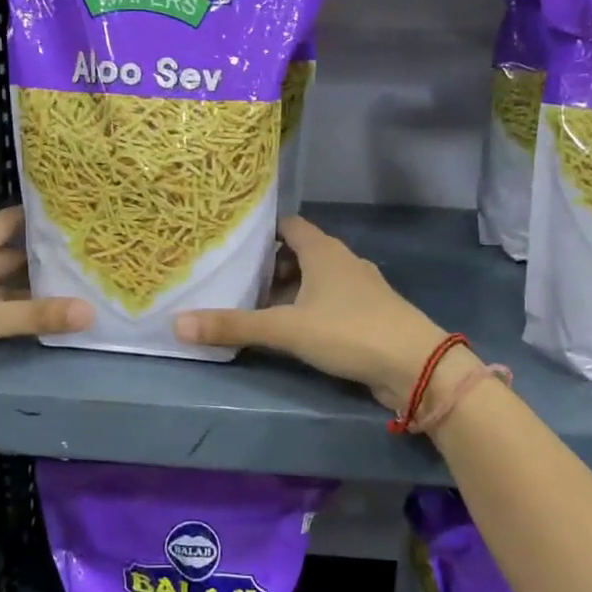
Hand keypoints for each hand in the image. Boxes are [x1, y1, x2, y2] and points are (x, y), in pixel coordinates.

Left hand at [0, 206, 91, 396]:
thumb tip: (91, 311)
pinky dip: (12, 311)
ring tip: (77, 290)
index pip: (13, 221)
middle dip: (45, 259)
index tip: (81, 219)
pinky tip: (39, 319)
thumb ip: (35, 315)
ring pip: (0, 284)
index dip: (44, 219)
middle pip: (10, 254)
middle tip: (91, 261)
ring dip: (30, 289)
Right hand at [175, 216, 451, 410]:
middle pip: (300, 252)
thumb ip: (234, 326)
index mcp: (324, 251)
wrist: (415, 366)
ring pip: (316, 279)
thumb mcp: (286, 328)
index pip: (288, 225)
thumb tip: (177, 324)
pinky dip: (309, 308)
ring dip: (289, 289)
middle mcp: (343, 261)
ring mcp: (360, 288)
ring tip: (257, 306)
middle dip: (270, 265)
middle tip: (237, 279)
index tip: (233, 242)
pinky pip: (330, 301)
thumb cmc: (349, 331)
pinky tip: (292, 329)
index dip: (262, 231)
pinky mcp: (368, 314)